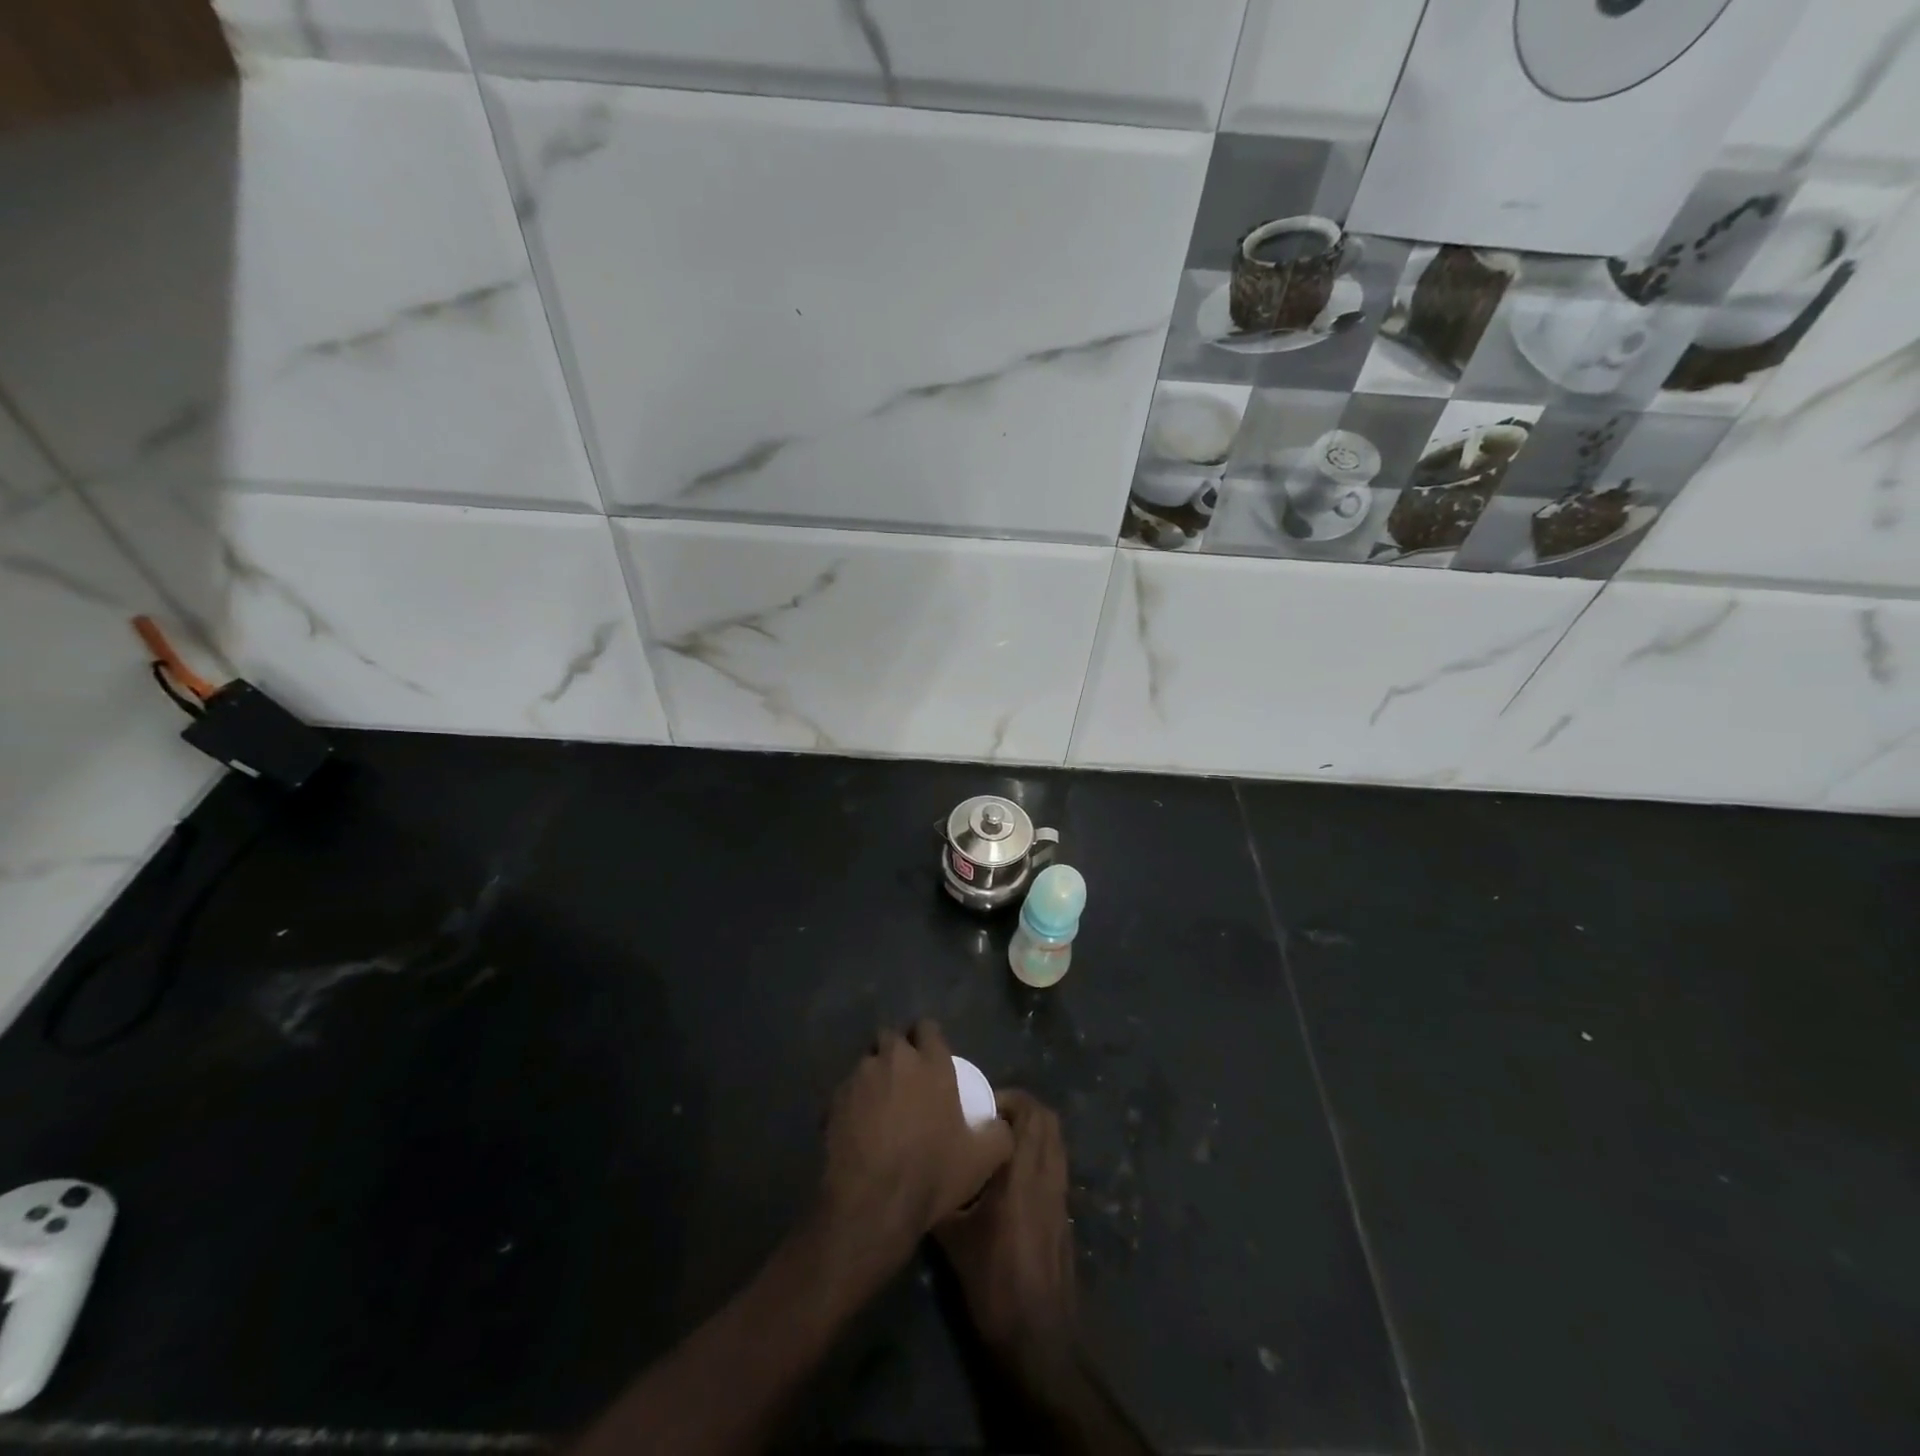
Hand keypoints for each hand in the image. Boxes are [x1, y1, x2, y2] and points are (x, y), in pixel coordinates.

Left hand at [818, 1020, 1013, 1276]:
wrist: (873, 1203)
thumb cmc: (932, 1173)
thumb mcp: (982, 1159)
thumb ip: (998, 1133)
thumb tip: (1000, 1122)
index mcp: (932, 1063)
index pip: (927, 1027)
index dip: (928, 1039)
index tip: (930, 1057)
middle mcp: (895, 1058)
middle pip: (892, 1037)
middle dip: (897, 1051)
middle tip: (905, 1079)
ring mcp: (860, 1076)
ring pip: (867, 1060)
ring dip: (874, 1074)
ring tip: (880, 1103)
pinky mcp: (834, 1098)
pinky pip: (846, 1090)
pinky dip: (852, 1101)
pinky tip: (858, 1127)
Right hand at [935, 1089, 1076, 1358]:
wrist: (1037, 1339)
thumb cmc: (994, 1283)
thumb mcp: (954, 1239)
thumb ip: (943, 1196)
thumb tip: (924, 1172)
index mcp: (1023, 1173)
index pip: (1030, 1113)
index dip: (1008, 1100)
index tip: (980, 1108)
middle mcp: (1048, 1176)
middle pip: (1048, 1120)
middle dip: (1021, 1109)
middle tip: (989, 1119)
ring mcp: (1061, 1196)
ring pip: (1055, 1142)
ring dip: (1032, 1132)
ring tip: (997, 1144)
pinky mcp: (1064, 1216)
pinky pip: (1056, 1165)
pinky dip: (1039, 1155)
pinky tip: (1010, 1179)